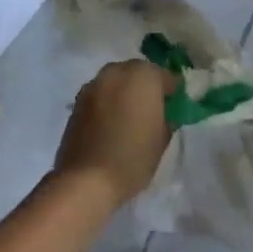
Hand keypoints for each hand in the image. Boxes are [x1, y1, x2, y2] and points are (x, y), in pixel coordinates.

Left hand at [53, 61, 175, 207]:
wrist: (86, 179)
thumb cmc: (133, 158)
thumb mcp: (162, 139)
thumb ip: (166, 117)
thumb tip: (162, 112)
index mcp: (143, 76)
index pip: (165, 76)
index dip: (172, 91)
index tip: (175, 105)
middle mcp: (116, 73)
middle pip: (137, 72)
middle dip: (146, 86)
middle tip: (153, 108)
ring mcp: (93, 85)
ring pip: (116, 81)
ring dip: (125, 92)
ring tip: (130, 115)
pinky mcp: (77, 102)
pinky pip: (100, 95)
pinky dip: (108, 102)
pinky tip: (112, 122)